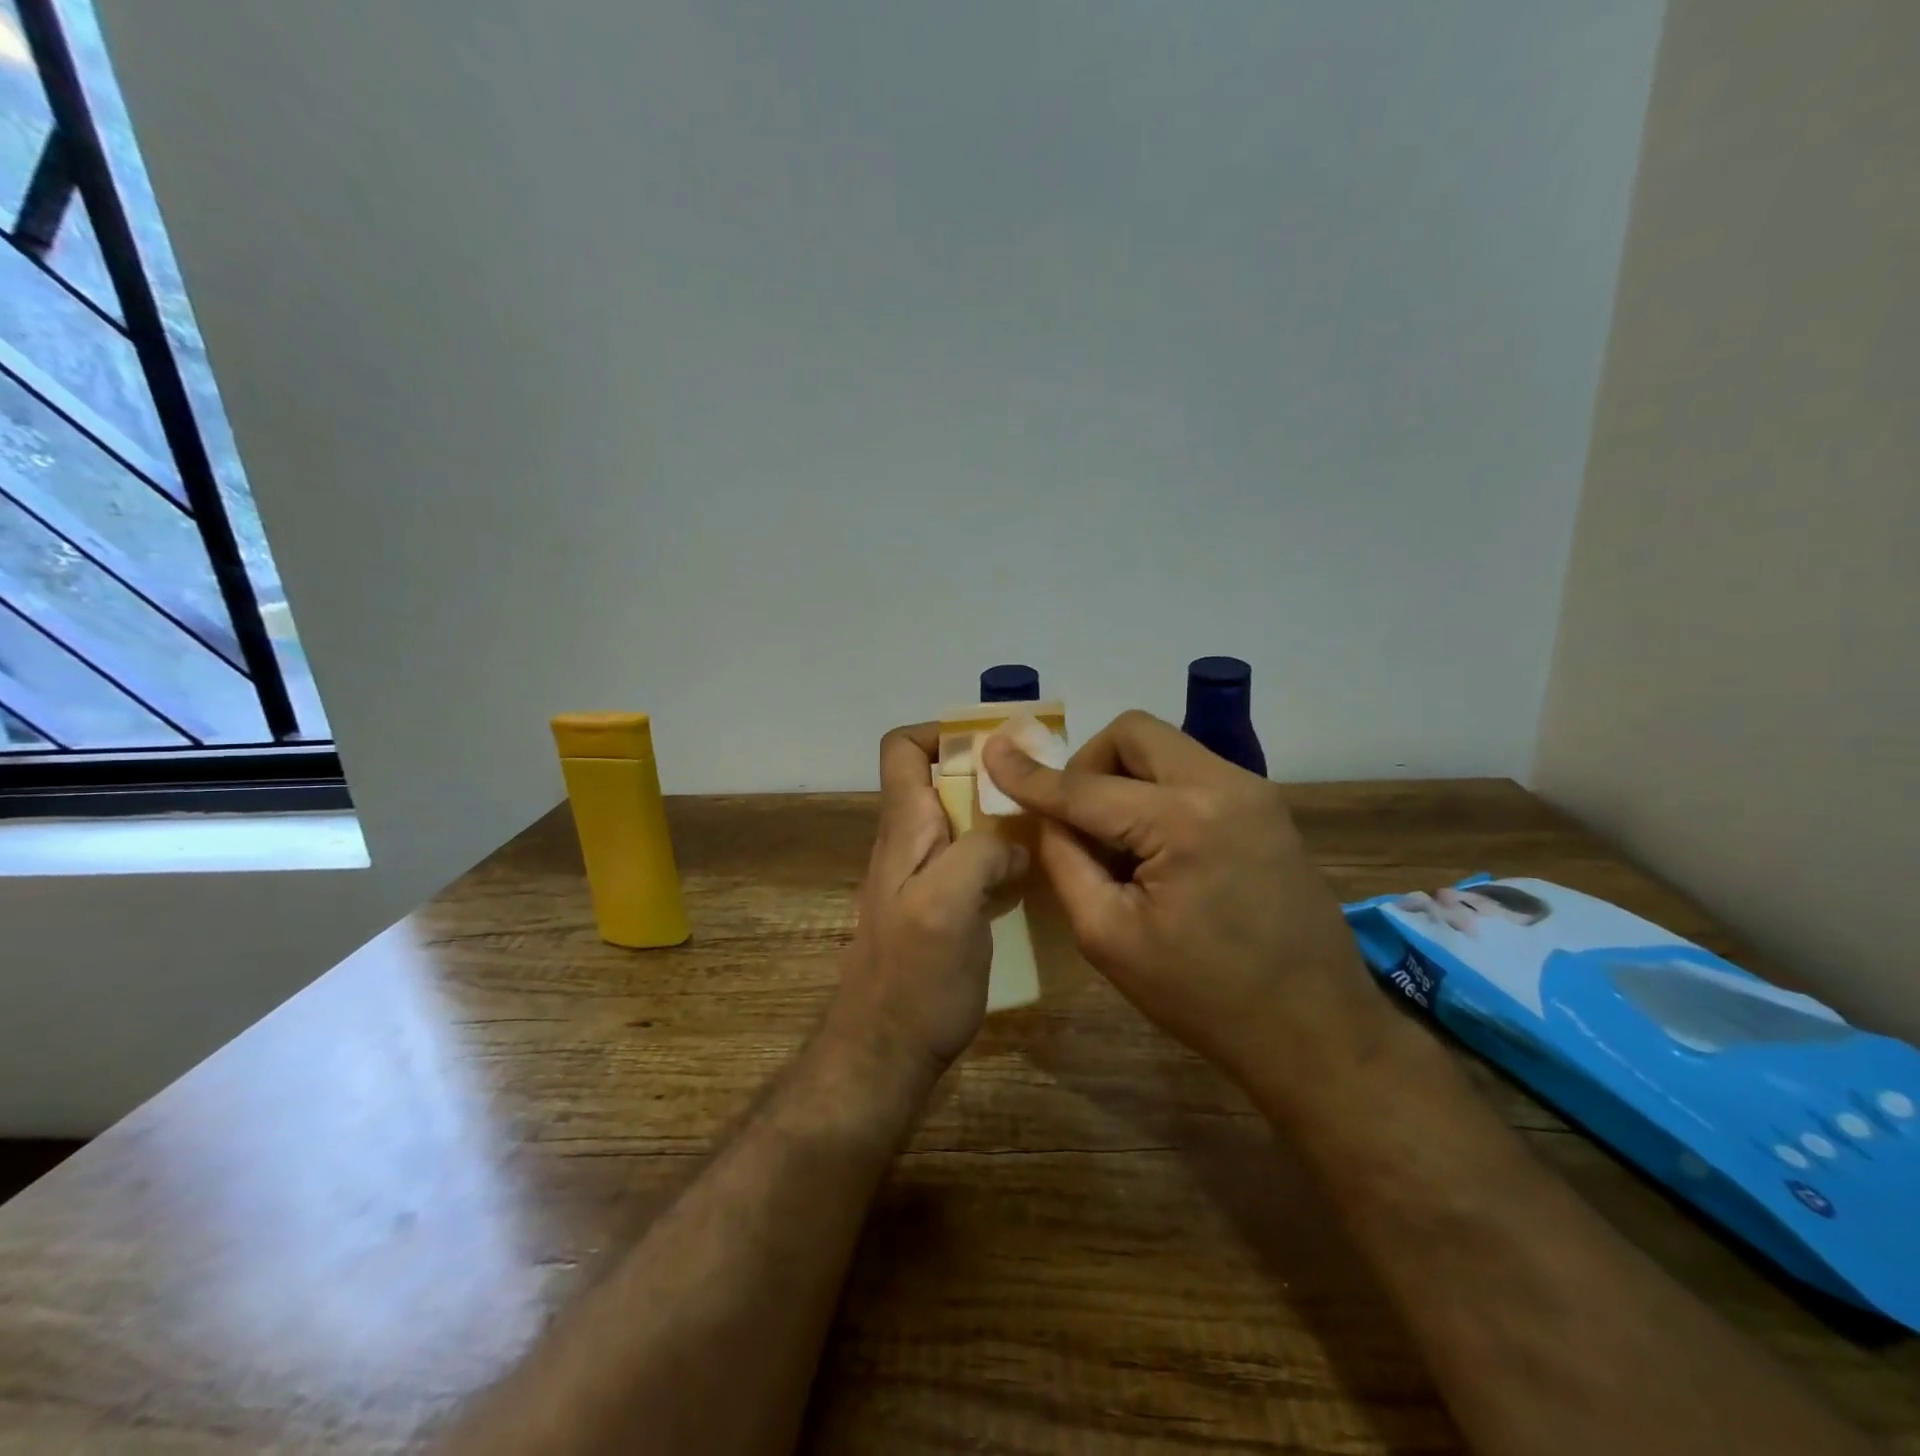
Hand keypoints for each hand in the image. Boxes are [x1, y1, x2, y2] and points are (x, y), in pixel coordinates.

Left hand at [830, 724, 1028, 1081]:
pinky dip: (1006, 857)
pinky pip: (976, 863)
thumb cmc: (913, 979)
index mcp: (904, 828)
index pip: (902, 749)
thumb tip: (1014, 841)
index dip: (943, 733)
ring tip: (1053, 826)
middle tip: (1047, 788)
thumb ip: (981, 852)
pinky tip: (1039, 878)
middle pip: (944, 782)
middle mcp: (911, 844)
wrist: (886, 1055)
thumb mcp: (947, 903)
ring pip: (965, 823)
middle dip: (992, 775)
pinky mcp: (944, 910)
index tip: (998, 746)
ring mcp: (926, 879)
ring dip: (1004, 817)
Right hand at [980, 710, 1383, 1084]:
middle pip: (1133, 733)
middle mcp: (1224, 784)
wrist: (1316, 1031)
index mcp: (1182, 820)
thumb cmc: (1203, 997)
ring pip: (1165, 748)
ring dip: (1125, 778)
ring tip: (1119, 843)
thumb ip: (1065, 862)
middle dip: (1089, 764)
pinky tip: (1158, 849)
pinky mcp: (1266, 807)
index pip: (1085, 786)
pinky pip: (1193, 772)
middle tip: (1078, 820)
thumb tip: (1045, 814)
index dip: (1030, 774)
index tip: (990, 753)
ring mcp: (1253, 791)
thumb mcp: (1109, 937)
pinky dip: (1158, 792)